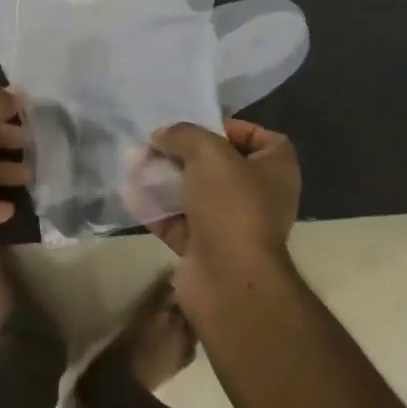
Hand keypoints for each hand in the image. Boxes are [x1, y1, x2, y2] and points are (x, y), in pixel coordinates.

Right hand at [138, 119, 301, 312]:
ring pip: (196, 195)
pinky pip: (177, 223)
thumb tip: (161, 136)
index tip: (201, 127)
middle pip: (221, 166)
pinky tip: (130, 194)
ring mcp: (232, 226)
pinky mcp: (206, 250)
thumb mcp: (207, 151)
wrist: (228, 279)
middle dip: (187, 154)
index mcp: (276, 170)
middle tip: (158, 145)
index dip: (233, 128)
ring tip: (137, 165)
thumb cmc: (231, 204)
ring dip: (166, 180)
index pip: (261, 139)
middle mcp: (259, 197)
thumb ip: (183, 134)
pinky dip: (156, 210)